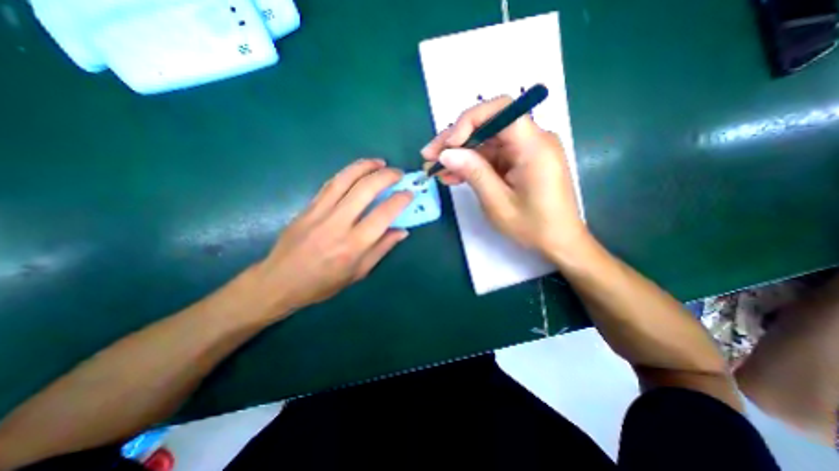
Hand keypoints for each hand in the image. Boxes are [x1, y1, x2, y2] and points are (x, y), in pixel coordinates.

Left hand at [242, 158, 410, 319]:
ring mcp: (320, 212)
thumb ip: (382, 249)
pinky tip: (357, 170)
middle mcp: (338, 224)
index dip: (399, 200)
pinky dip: (347, 173)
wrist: (279, 281)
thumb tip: (402, 231)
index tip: (409, 193)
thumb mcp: (359, 272)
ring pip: (345, 179)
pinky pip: (330, 184)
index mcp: (353, 245)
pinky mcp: (308, 207)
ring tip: (380, 162)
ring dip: (365, 166)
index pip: (383, 215)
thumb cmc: (323, 283)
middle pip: (365, 189)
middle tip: (398, 173)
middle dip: (386, 176)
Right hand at [424, 94, 585, 256]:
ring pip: (485, 143)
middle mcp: (532, 140)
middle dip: (455, 140)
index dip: (468, 121)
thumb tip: (446, 153)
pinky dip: (471, 166)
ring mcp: (525, 151)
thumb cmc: (533, 226)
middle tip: (429, 157)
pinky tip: (452, 176)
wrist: (558, 241)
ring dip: (459, 156)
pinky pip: (491, 157)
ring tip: (436, 171)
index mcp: (534, 146)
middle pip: (488, 126)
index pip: (500, 110)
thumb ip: (473, 173)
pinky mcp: (519, 161)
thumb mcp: (498, 203)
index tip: (448, 145)